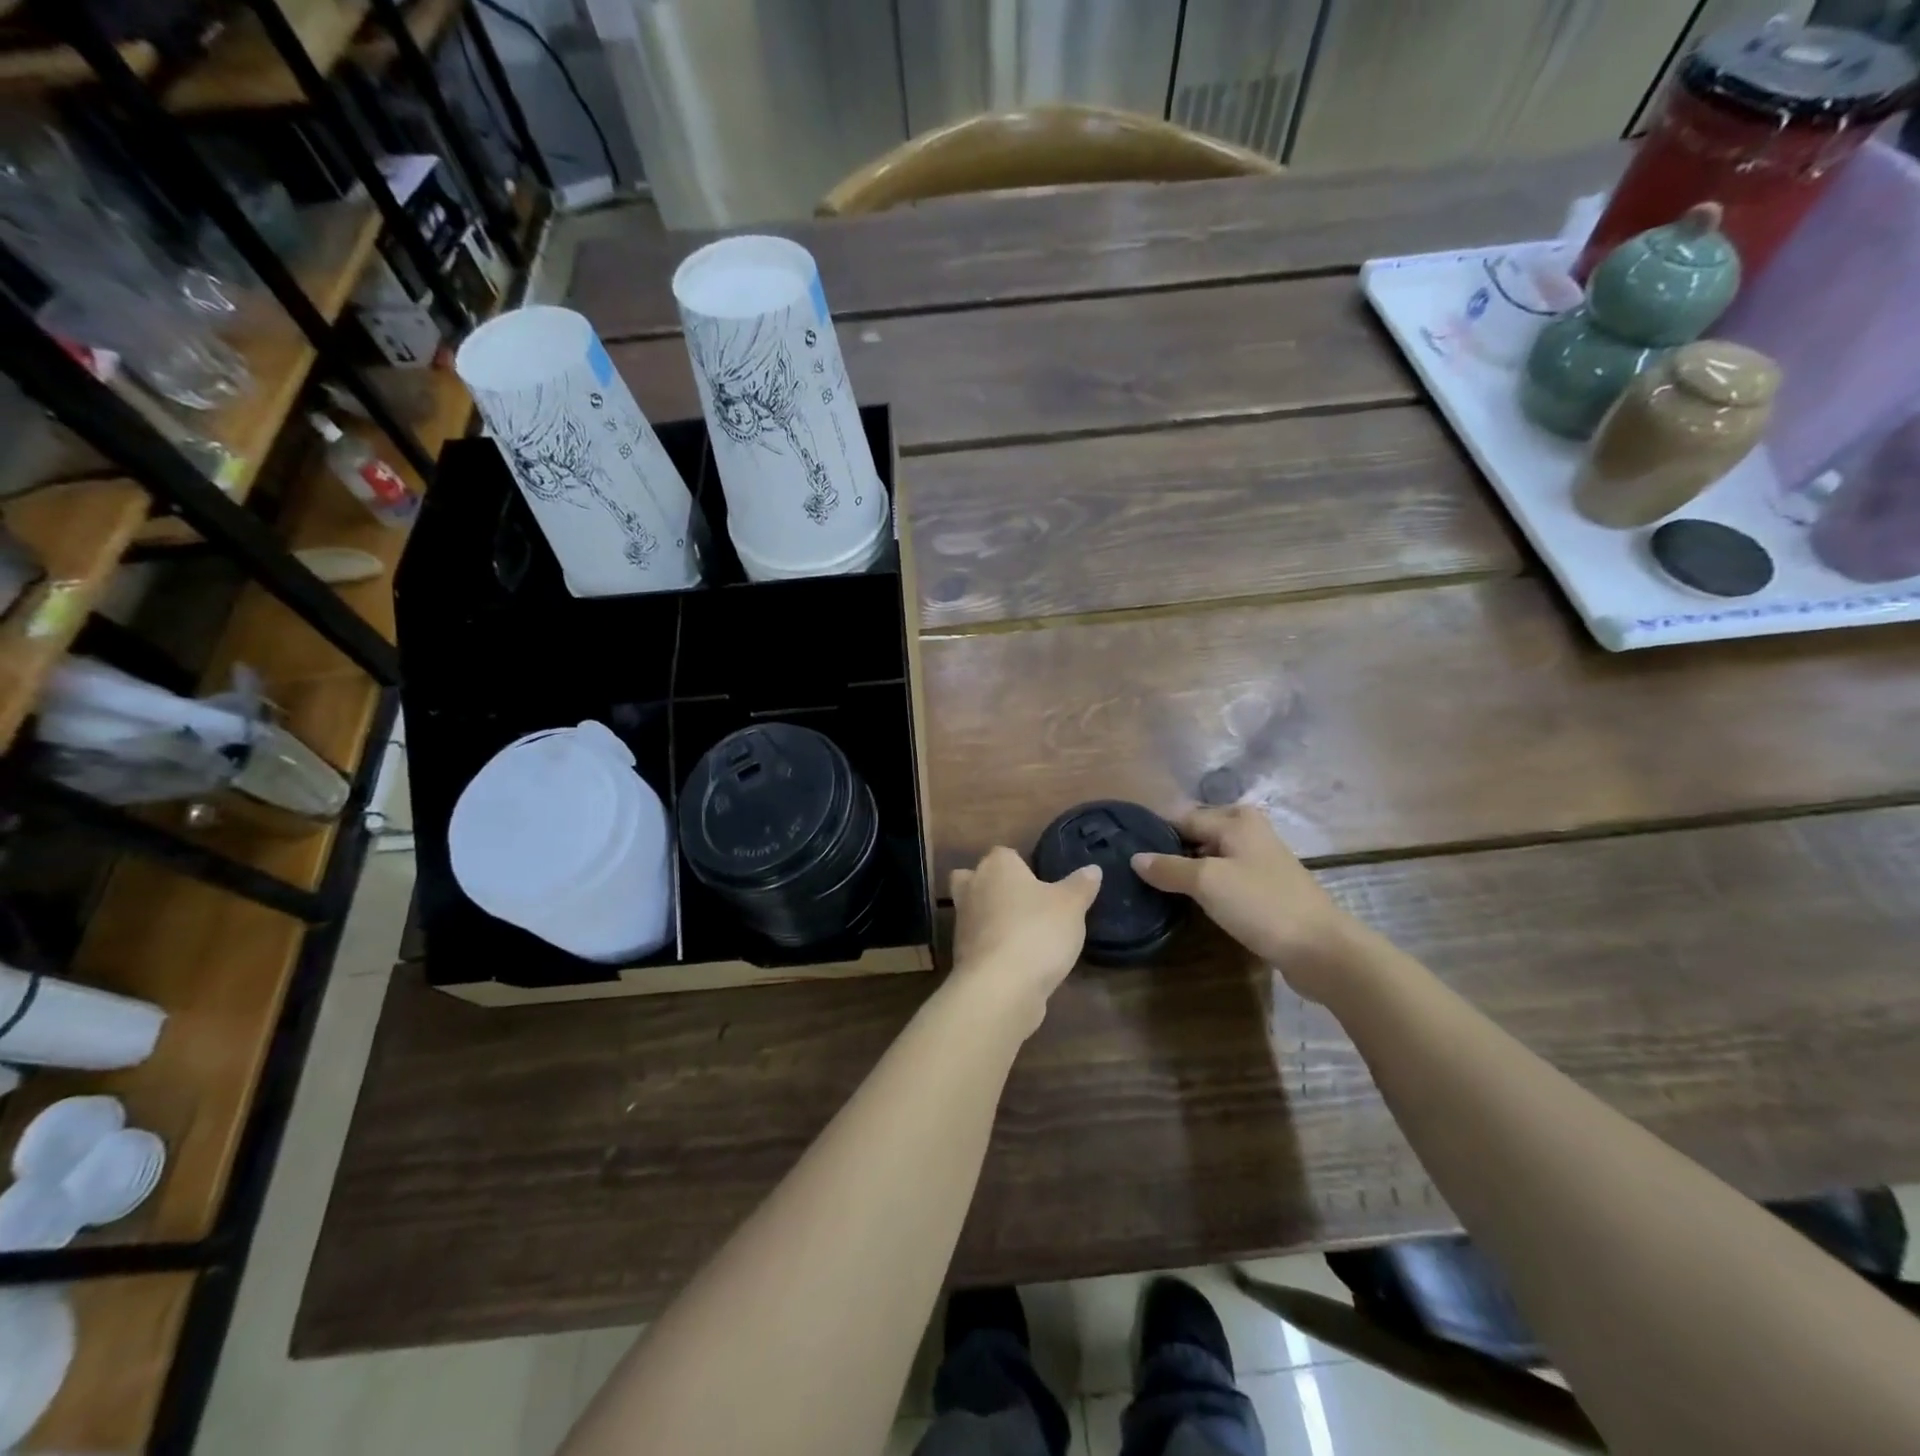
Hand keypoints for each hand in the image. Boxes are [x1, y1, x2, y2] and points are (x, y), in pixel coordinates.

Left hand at [949, 847, 1100, 1028]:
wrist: (1001, 986)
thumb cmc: (1037, 931)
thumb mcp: (1072, 906)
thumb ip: (1081, 885)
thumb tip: (1092, 869)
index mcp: (997, 866)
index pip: (1003, 854)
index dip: (1019, 865)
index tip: (1039, 881)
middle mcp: (973, 888)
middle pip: (973, 878)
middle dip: (990, 886)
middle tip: (1020, 901)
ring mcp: (963, 923)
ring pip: (973, 911)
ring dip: (991, 919)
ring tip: (1024, 933)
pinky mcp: (962, 955)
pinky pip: (978, 942)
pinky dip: (992, 947)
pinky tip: (1017, 960)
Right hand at [1131, 805, 1359, 1001]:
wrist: (1321, 949)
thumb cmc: (1261, 904)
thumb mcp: (1208, 882)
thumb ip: (1169, 868)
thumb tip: (1135, 858)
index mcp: (1236, 820)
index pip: (1182, 817)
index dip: (1155, 833)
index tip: (1124, 849)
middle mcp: (1248, 832)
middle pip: (1196, 834)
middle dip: (1170, 850)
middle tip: (1136, 871)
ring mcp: (1259, 861)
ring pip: (1210, 857)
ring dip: (1187, 870)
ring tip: (1155, 886)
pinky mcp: (1265, 888)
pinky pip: (1224, 877)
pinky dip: (1206, 886)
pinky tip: (1189, 901)